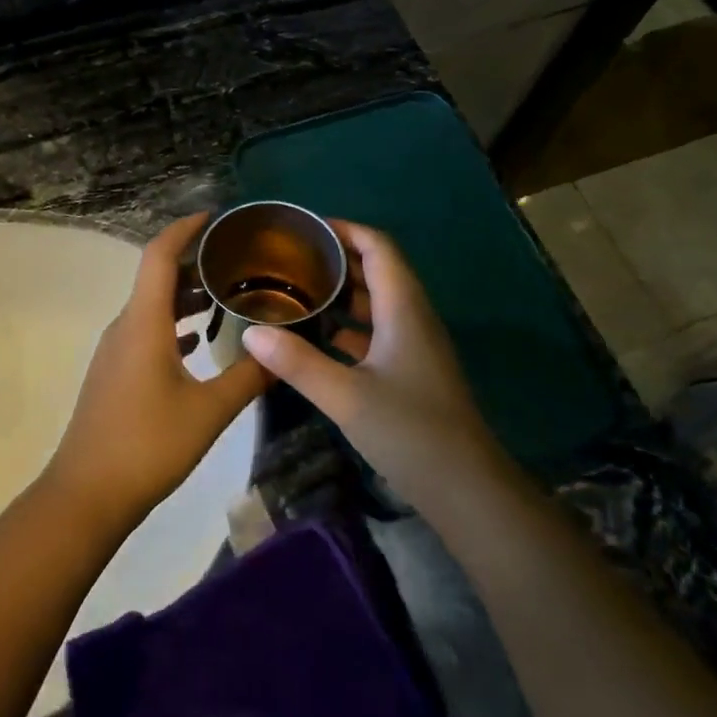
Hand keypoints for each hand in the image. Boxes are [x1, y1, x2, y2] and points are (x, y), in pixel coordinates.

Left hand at [42, 214, 269, 529]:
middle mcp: (125, 326)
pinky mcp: (115, 373)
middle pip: (158, 277)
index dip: (186, 229)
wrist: (87, 493)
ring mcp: (116, 350)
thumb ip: (248, 377)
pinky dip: (175, 326)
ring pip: (154, 307)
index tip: (217, 217)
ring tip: (230, 295)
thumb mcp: (209, 411)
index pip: (160, 255)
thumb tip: (283, 353)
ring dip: (187, 297)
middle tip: (242, 260)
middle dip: (197, 263)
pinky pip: (147, 332)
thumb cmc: (148, 445)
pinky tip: (201, 341)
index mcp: (144, 322)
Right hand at [241, 221, 504, 515]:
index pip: (378, 248)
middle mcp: (411, 318)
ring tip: (293, 290)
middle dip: (335, 259)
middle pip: (376, 271)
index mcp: (403, 309)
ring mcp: (413, 346)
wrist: (466, 489)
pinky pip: (374, 333)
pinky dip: (346, 327)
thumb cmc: (410, 431)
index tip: (303, 228)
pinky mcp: (409, 372)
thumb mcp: (346, 396)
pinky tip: (314, 337)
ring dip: (339, 293)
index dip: (345, 230)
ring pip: (374, 304)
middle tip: (287, 258)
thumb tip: (251, 332)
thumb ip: (297, 363)